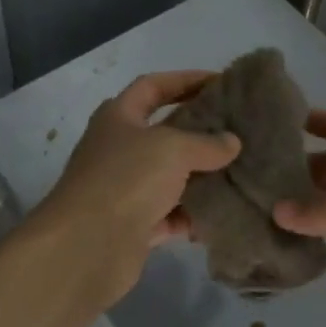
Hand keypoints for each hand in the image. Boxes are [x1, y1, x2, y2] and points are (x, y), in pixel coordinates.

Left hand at [28, 71, 240, 309]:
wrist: (86, 247)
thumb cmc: (127, 179)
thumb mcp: (173, 149)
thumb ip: (206, 143)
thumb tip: (232, 142)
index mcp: (119, 117)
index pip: (153, 86)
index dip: (185, 80)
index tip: (219, 82)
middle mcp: (118, 149)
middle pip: (165, 132)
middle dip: (200, 131)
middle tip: (237, 129)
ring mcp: (124, 189)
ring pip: (170, 176)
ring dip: (200, 177)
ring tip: (238, 172)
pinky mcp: (133, 225)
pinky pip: (170, 215)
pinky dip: (191, 216)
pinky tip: (220, 215)